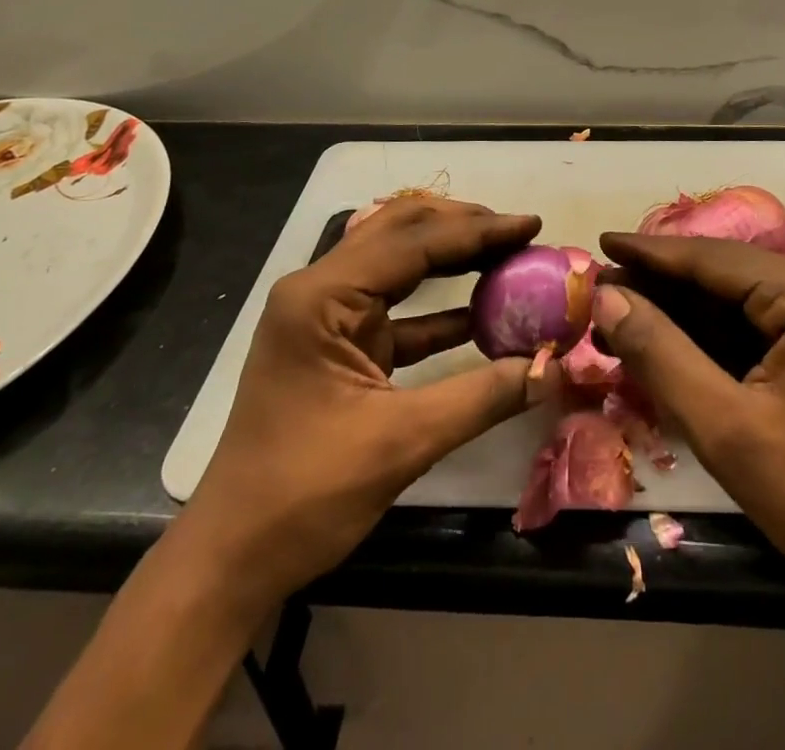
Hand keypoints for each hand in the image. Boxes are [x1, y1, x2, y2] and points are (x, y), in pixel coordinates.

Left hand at [184, 197, 553, 612]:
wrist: (232, 558)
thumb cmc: (305, 493)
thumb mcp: (402, 442)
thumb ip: (482, 397)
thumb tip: (552, 367)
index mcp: (323, 296)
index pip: (413, 242)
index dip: (478, 230)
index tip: (530, 224)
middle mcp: (320, 290)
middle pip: (400, 232)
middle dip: (462, 228)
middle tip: (519, 234)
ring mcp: (326, 316)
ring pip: (398, 262)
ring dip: (452, 257)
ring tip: (508, 256)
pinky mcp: (338, 345)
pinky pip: (396, 308)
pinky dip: (440, 307)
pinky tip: (483, 313)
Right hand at [592, 232, 784, 600]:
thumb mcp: (725, 428)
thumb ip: (660, 353)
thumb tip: (607, 296)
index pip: (714, 259)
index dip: (650, 252)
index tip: (600, 244)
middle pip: (728, 272)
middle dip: (664, 282)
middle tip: (605, 286)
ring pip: (743, 293)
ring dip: (687, 306)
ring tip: (626, 308)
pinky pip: (763, 317)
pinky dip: (717, 328)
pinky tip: (674, 334)